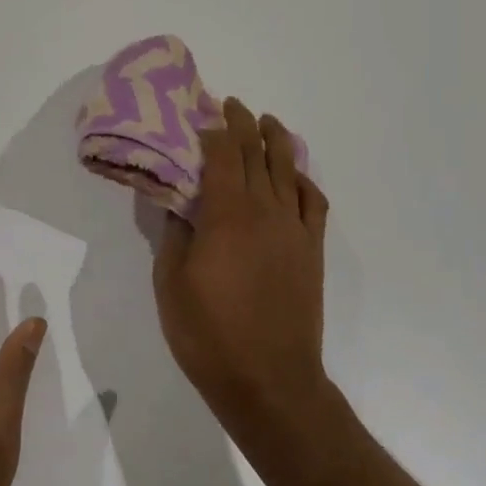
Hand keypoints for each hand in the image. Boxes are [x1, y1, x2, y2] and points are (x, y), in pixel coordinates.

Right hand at [153, 99, 330, 448]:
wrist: (269, 381)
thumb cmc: (208, 334)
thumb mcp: (170, 282)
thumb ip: (174, 234)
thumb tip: (178, 202)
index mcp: (227, 214)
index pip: (223, 154)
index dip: (212, 128)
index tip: (201, 112)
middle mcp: (265, 210)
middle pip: (257, 152)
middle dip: (242, 123)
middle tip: (229, 105)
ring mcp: (294, 229)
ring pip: (288, 169)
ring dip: (277, 140)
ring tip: (266, 122)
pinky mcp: (312, 250)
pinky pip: (314, 202)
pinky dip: (304, 180)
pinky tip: (295, 175)